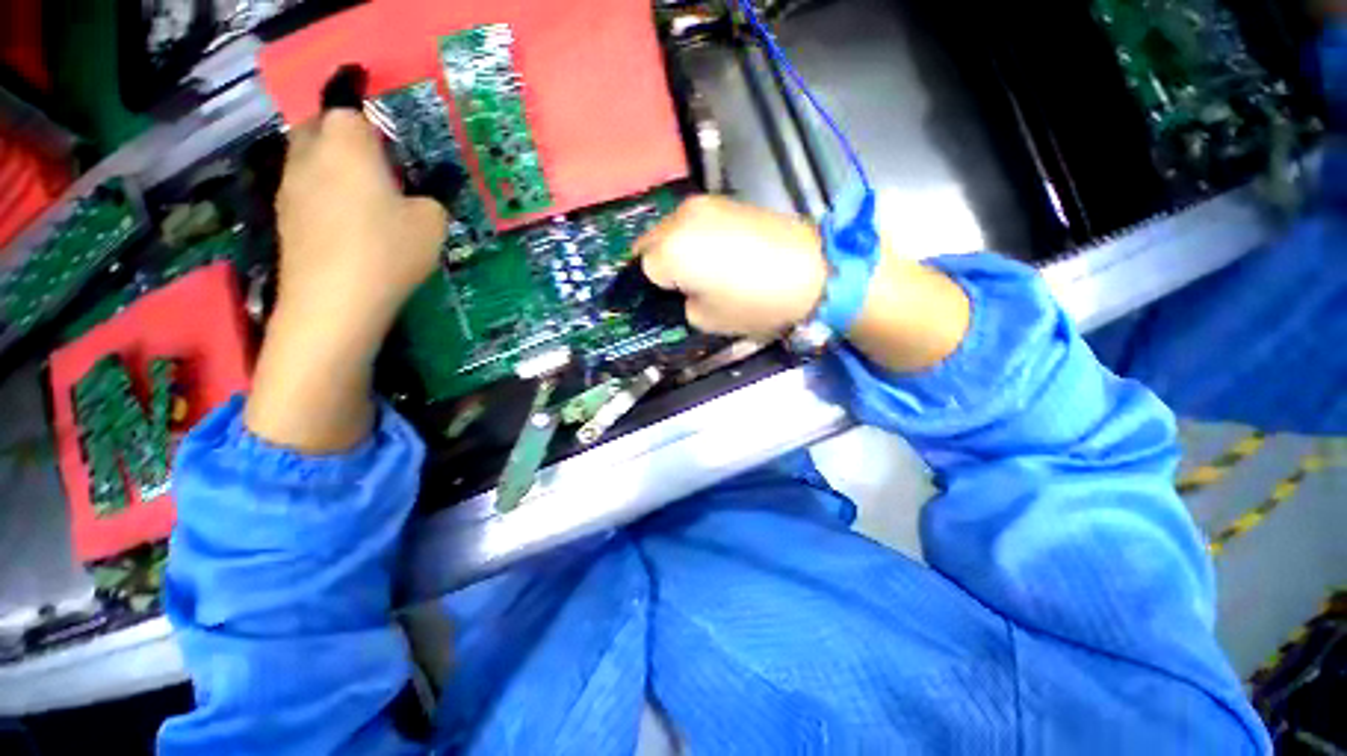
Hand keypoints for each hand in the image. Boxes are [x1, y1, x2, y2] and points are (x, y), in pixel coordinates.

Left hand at [273, 111, 447, 343]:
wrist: (334, 301)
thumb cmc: (388, 251)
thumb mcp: (432, 224)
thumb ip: (429, 200)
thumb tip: (417, 200)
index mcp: (346, 143)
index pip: (350, 111)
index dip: (372, 127)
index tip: (393, 155)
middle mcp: (309, 154)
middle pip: (320, 128)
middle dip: (344, 141)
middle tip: (378, 172)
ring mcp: (288, 186)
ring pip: (308, 160)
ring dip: (331, 170)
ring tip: (363, 203)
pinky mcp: (282, 217)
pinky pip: (303, 192)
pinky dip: (322, 200)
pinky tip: (346, 230)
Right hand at [637, 194, 969, 371]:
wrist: (815, 270)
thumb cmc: (756, 303)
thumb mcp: (706, 320)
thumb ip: (680, 303)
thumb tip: (678, 289)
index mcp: (670, 251)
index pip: (640, 270)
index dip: (651, 289)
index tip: (664, 301)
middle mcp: (680, 218)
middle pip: (650, 243)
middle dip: (657, 265)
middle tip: (678, 287)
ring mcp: (704, 204)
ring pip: (671, 229)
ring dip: (675, 249)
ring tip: (700, 270)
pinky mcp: (727, 200)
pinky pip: (694, 222)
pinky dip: (695, 238)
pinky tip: (718, 254)